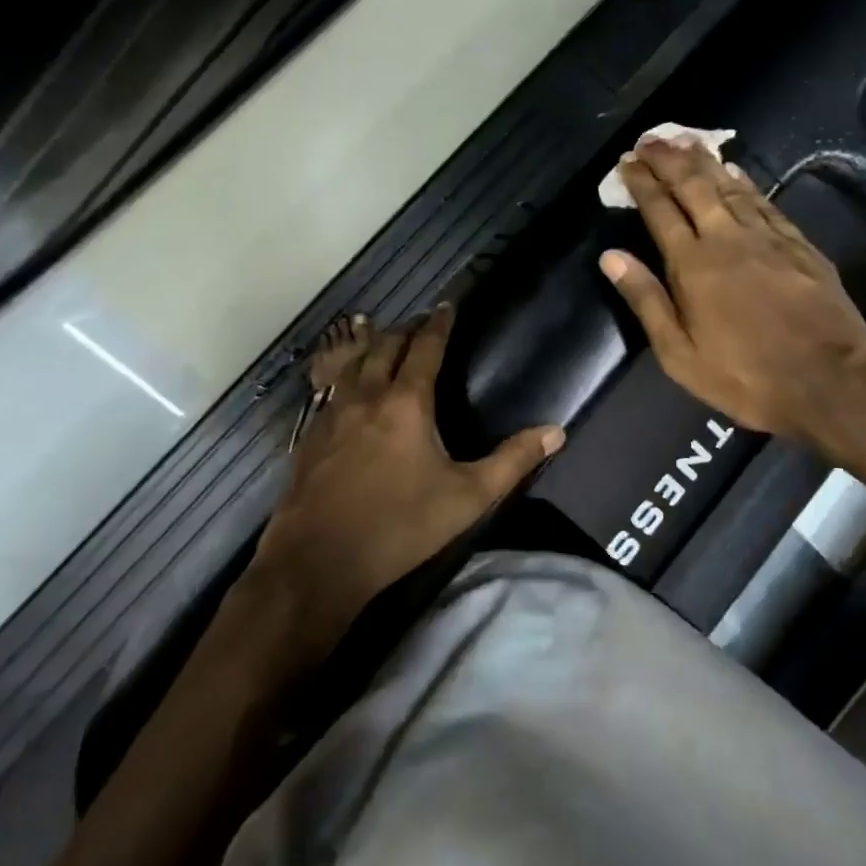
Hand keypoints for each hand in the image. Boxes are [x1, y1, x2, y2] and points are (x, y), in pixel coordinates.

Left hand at [250, 305, 564, 653]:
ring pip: (353, 364)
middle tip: (420, 322)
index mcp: (406, 402)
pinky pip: (331, 390)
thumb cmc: (400, 526)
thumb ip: (512, 461)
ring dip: (371, 346)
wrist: (318, 560)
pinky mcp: (311, 436)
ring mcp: (333, 414)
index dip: (438, 323)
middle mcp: (367, 395)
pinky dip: (345, 375)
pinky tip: (347, 388)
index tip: (446, 305)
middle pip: (385, 346)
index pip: (425, 347)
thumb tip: (555, 432)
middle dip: (405, 329)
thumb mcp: (467, 498)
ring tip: (382, 340)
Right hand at [603, 138, 865, 472]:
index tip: (627, 162)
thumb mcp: (680, 353)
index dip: (642, 182)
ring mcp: (767, 237)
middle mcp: (726, 238)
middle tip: (650, 139)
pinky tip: (735, 171)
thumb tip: (610, 256)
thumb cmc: (745, 375)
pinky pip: (763, 202)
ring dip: (704, 161)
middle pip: (693, 186)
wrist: (830, 381)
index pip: (660, 210)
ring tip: (685, 141)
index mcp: (693, 264)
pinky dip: (744, 182)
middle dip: (669, 159)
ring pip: (729, 186)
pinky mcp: (798, 244)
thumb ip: (645, 300)